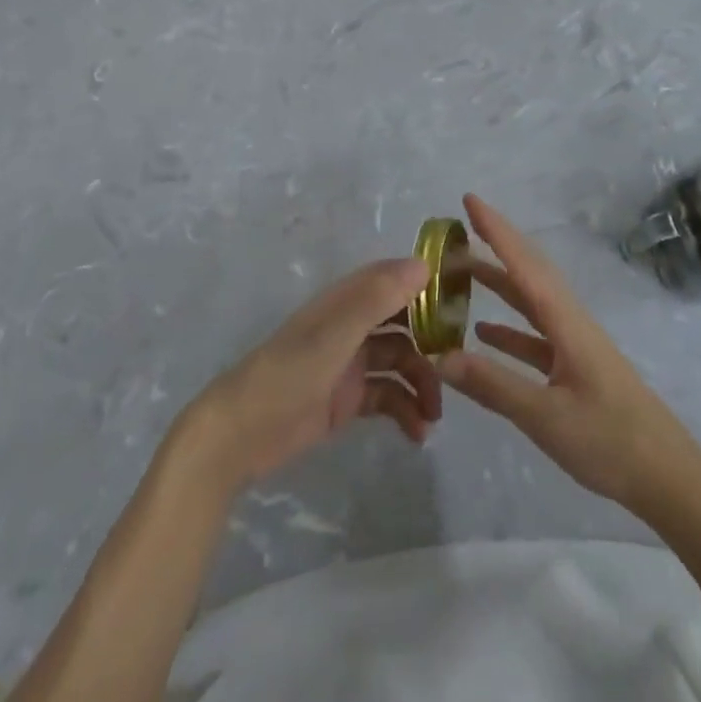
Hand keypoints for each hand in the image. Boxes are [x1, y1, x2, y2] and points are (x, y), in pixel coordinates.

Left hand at [175, 258, 442, 496]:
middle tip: (458, 365)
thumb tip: (423, 264)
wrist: (237, 437)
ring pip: (399, 362)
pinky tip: (418, 433)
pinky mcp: (347, 399)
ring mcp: (349, 363)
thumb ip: (376, 299)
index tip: (463, 296)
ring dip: (421, 383)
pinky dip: (405, 411)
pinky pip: (387, 397)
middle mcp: (351, 326)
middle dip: (431, 340)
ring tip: (435, 414)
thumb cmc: (286, 376)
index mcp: (345, 301)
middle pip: (403, 322)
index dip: (426, 282)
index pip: (393, 278)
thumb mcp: (334, 335)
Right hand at [437, 195, 700, 520]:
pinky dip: (508, 327)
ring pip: (530, 301)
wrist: (669, 478)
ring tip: (461, 272)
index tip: (468, 199)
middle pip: (529, 271)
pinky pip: (535, 334)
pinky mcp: (576, 368)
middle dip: (495, 245)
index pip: (523, 264)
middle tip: (459, 227)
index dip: (495, 230)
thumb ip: (493, 385)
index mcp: (565, 321)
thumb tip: (439, 356)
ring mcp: (574, 344)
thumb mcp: (545, 417)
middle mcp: (570, 321)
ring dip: (499, 282)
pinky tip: (483, 333)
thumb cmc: (610, 441)